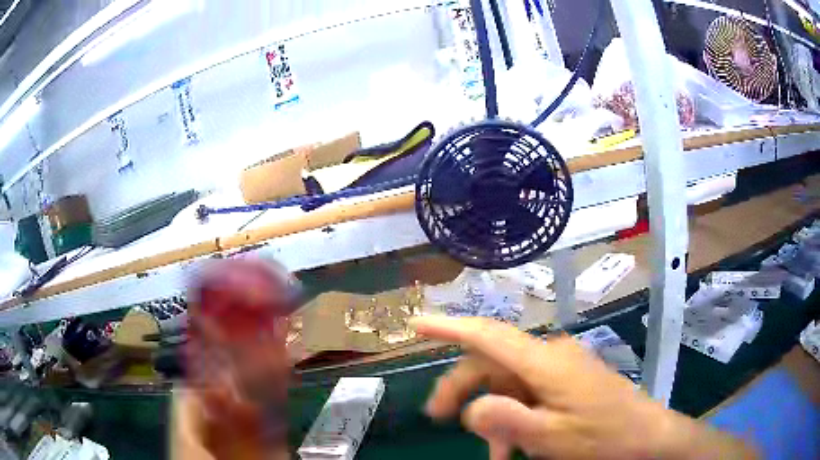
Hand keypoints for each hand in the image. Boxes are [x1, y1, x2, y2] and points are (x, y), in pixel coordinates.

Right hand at [412, 316, 756, 459]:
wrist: (647, 438)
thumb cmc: (602, 438)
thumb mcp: (550, 438)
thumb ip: (506, 420)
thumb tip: (469, 407)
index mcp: (545, 362)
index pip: (488, 336)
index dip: (449, 327)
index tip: (416, 322)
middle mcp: (551, 355)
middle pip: (493, 365)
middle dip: (462, 390)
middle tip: (438, 419)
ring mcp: (561, 368)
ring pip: (510, 383)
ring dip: (492, 413)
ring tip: (490, 452)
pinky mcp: (569, 381)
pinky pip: (529, 393)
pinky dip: (514, 416)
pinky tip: (513, 445)